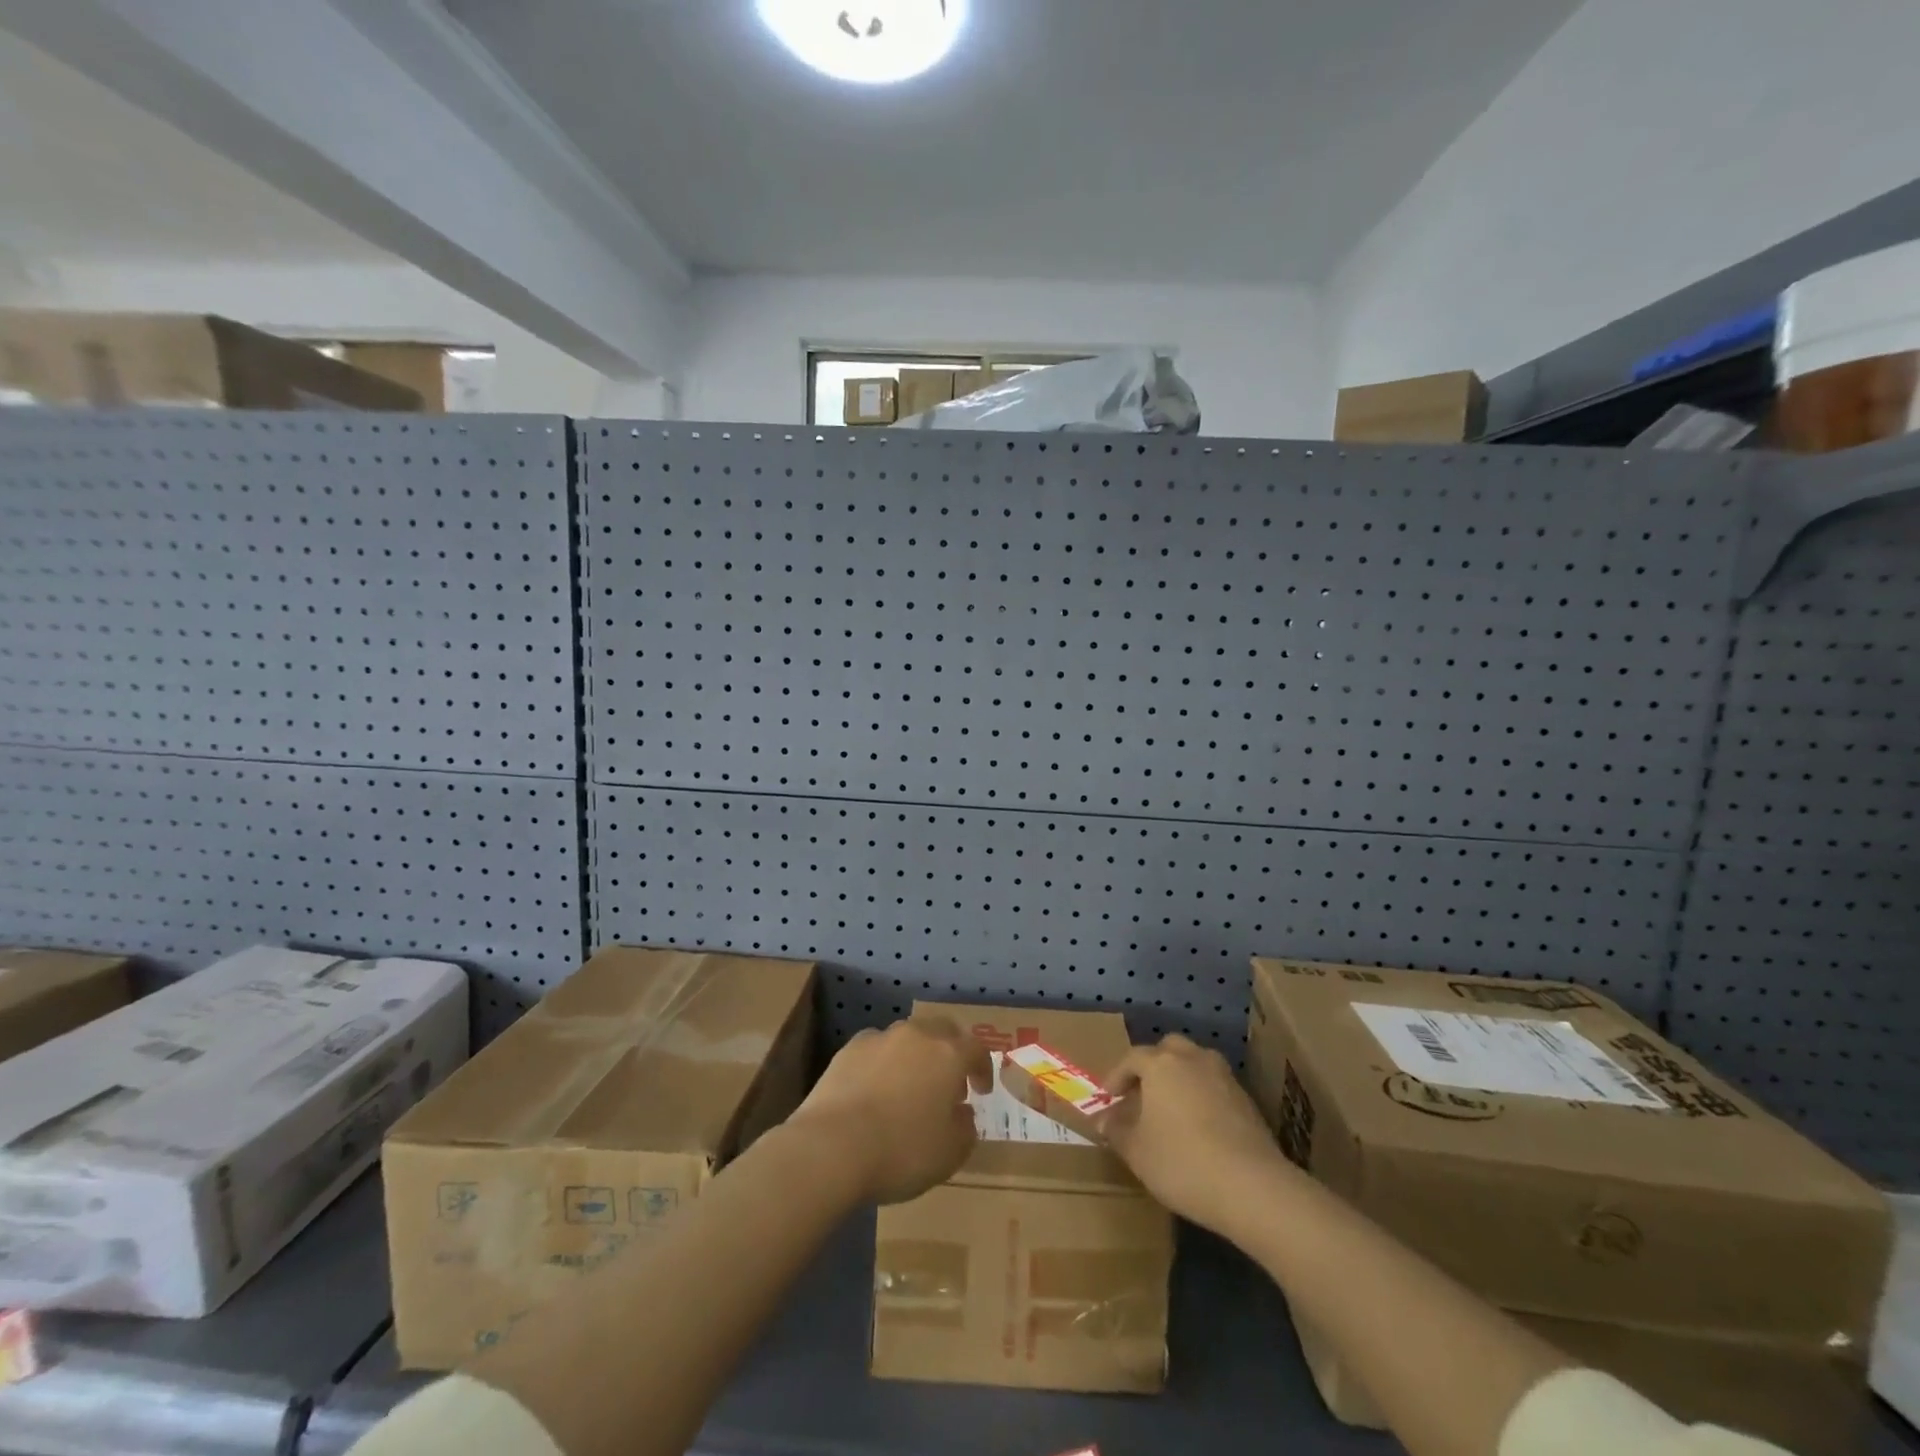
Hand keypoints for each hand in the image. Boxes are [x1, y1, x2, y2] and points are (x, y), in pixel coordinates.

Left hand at [788, 1016, 992, 1204]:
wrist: (832, 1146)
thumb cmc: (902, 1150)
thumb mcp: (950, 1154)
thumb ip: (965, 1129)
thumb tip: (963, 1113)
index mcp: (948, 1054)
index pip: (976, 1049)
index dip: (983, 1068)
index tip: (981, 1091)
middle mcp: (916, 1035)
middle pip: (941, 1031)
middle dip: (950, 1052)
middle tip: (949, 1082)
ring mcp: (880, 1038)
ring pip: (906, 1037)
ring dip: (915, 1056)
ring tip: (910, 1086)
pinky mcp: (848, 1050)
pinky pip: (876, 1050)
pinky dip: (883, 1063)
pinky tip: (875, 1089)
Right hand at [1097, 1035, 1290, 1234]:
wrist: (1252, 1187)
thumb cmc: (1182, 1162)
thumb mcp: (1136, 1151)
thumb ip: (1116, 1130)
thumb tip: (1103, 1119)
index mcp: (1161, 1064)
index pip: (1132, 1058)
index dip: (1116, 1076)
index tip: (1108, 1098)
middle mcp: (1193, 1059)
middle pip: (1168, 1049)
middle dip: (1152, 1066)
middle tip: (1141, 1093)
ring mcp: (1224, 1077)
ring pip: (1195, 1064)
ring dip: (1180, 1078)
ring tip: (1171, 1108)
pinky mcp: (1246, 1100)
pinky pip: (1215, 1086)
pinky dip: (1202, 1096)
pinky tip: (1199, 1126)